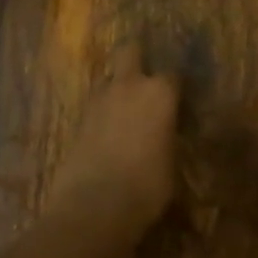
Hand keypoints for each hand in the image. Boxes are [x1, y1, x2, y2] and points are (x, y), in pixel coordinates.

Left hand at [44, 42, 179, 235]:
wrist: (93, 206)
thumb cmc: (147, 187)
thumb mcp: (172, 165)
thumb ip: (169, 139)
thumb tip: (166, 136)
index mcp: (160, 93)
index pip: (174, 75)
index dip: (177, 88)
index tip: (180, 102)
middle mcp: (128, 86)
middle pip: (130, 51)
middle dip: (137, 56)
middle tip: (145, 77)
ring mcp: (98, 100)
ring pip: (108, 78)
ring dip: (117, 87)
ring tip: (125, 111)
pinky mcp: (76, 118)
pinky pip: (94, 105)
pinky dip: (102, 112)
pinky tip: (108, 132)